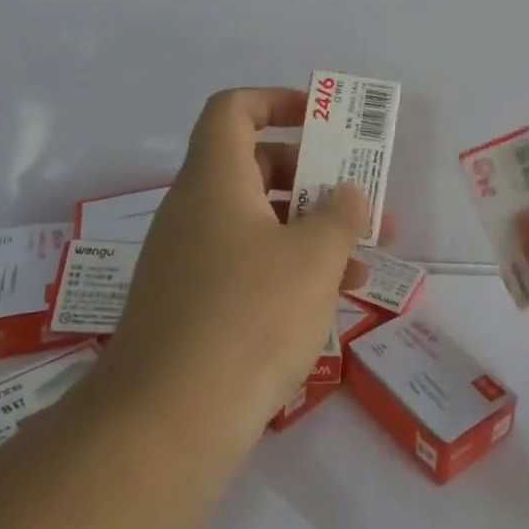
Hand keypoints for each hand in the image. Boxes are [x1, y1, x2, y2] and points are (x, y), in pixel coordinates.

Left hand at [96, 88, 362, 450]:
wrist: (164, 427)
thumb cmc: (247, 318)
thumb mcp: (312, 259)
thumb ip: (339, 216)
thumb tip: (347, 192)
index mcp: (215, 179)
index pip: (233, 109)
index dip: (277, 101)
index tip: (321, 120)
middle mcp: (195, 210)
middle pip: (253, 165)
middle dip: (311, 174)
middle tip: (355, 194)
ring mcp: (188, 260)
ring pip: (256, 221)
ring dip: (309, 228)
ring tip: (364, 254)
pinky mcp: (191, 306)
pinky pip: (246, 264)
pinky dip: (287, 267)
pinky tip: (332, 298)